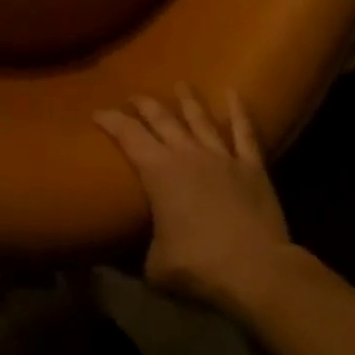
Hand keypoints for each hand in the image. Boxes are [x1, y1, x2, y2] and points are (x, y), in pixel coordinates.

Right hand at [95, 87, 294, 317]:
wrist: (258, 271)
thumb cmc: (200, 266)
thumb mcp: (156, 267)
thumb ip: (138, 254)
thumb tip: (120, 258)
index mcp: (158, 170)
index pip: (127, 134)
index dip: (109, 119)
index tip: (97, 111)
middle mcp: (186, 153)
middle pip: (161, 117)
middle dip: (144, 104)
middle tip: (134, 97)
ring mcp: (221, 156)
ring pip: (200, 118)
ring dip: (187, 99)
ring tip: (180, 83)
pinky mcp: (251, 166)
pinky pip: (244, 132)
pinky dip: (239, 111)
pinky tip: (234, 92)